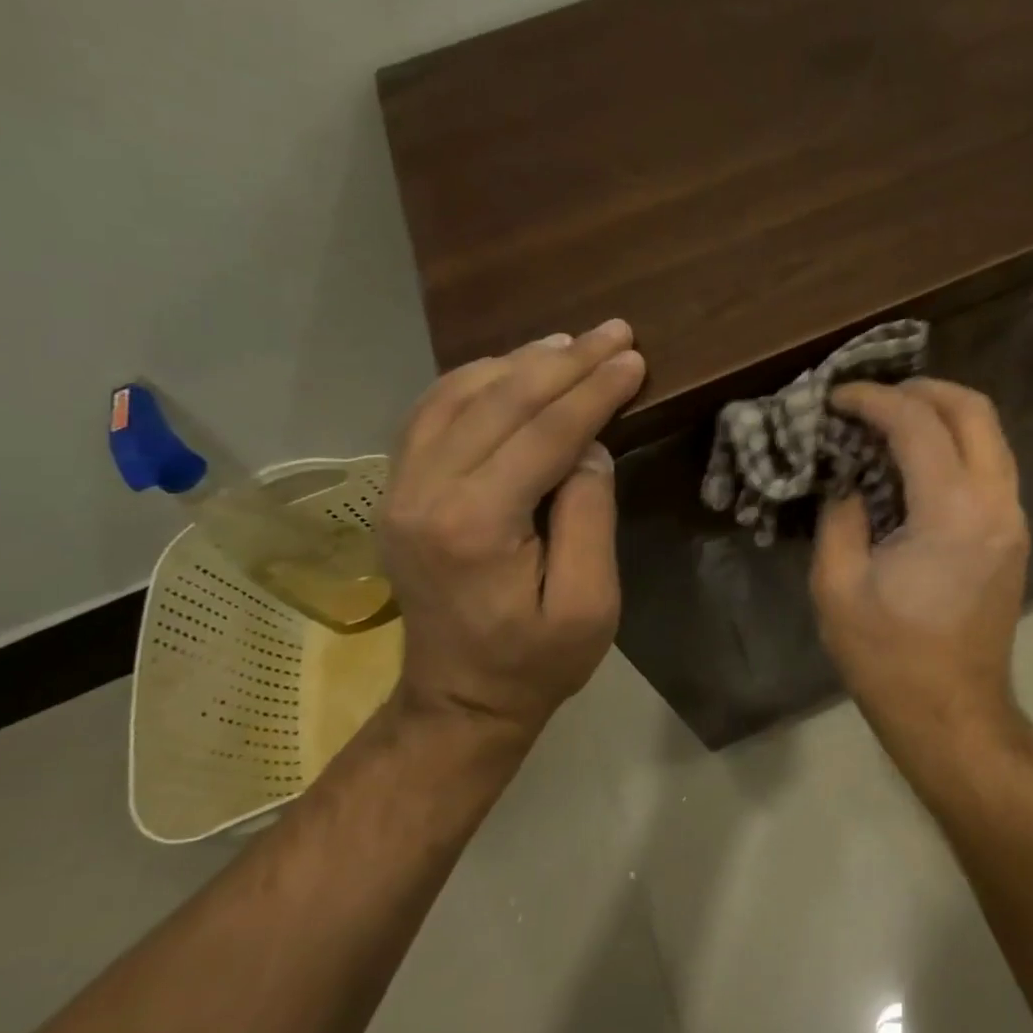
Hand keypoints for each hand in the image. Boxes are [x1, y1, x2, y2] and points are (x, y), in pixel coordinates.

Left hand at [379, 321, 645, 752]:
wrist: (459, 700)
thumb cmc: (537, 662)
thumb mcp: (591, 605)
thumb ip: (590, 517)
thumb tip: (588, 447)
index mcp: (476, 526)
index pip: (543, 434)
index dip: (593, 391)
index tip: (634, 359)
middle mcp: (425, 494)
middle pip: (498, 402)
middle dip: (564, 362)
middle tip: (614, 333)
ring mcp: (400, 490)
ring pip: (456, 396)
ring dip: (518, 362)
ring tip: (570, 343)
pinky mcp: (398, 492)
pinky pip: (431, 414)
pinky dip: (474, 381)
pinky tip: (510, 369)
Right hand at [810, 378, 1030, 744]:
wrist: (953, 713)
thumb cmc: (889, 658)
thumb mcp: (838, 586)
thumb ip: (841, 517)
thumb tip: (850, 481)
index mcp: (953, 512)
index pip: (917, 423)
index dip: (873, 399)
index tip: (837, 398)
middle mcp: (996, 503)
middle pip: (973, 409)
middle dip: (921, 389)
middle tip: (873, 397)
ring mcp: (1013, 518)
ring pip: (991, 434)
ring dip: (944, 414)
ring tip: (893, 420)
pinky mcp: (1014, 535)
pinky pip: (991, 465)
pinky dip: (957, 444)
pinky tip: (917, 460)